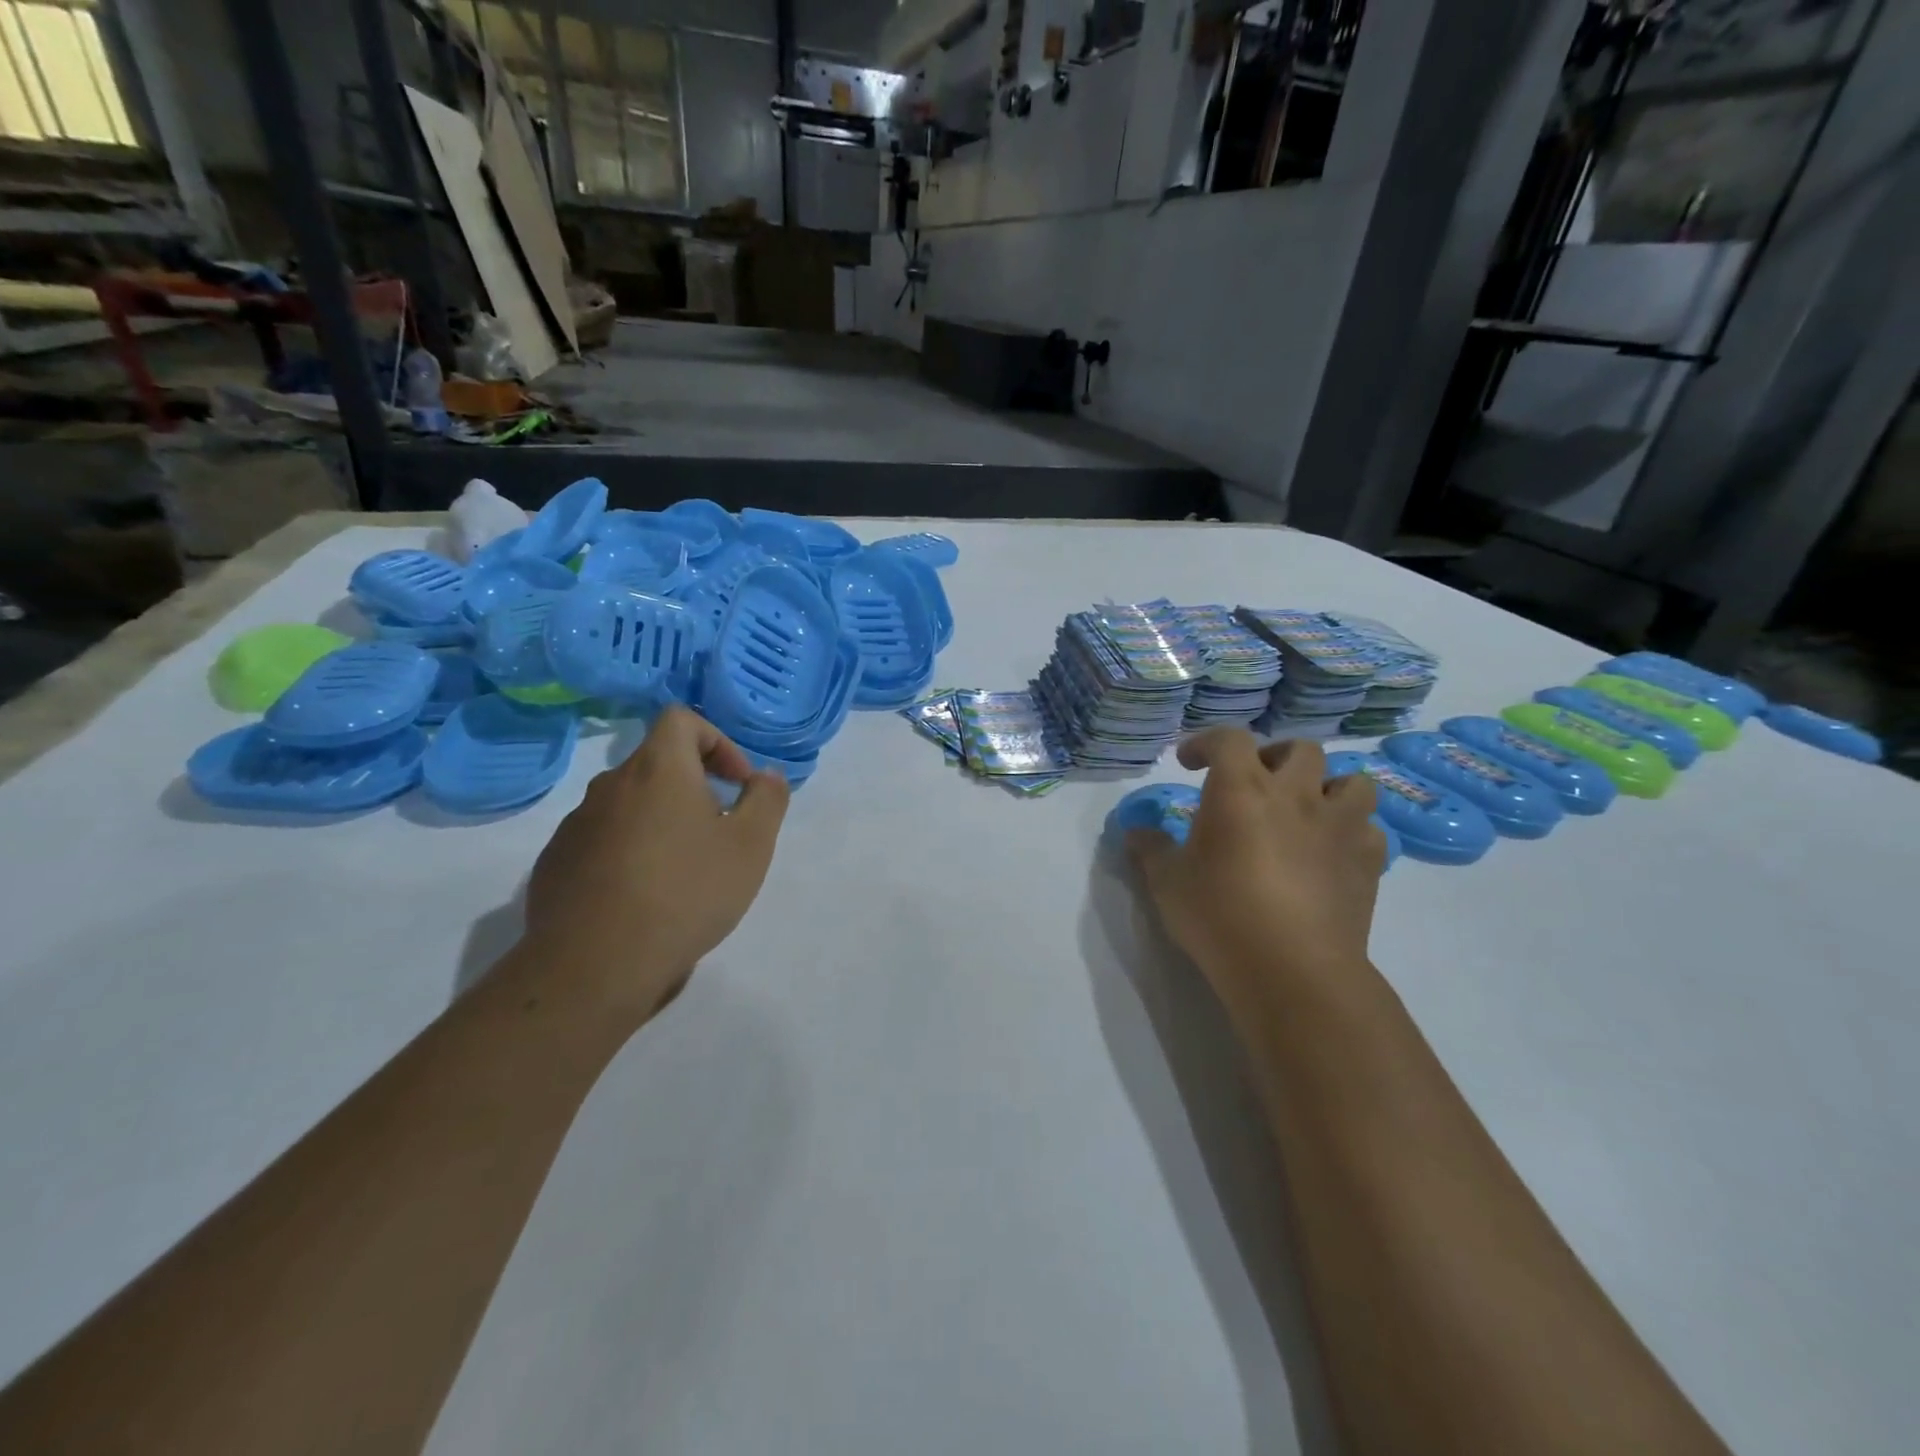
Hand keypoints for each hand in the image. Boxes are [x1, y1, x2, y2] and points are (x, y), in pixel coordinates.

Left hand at [523, 706, 789, 1022]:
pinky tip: (641, 898)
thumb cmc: (686, 892)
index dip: (716, 741)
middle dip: (692, 788)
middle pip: (656, 764)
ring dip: (658, 822)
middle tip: (717, 833)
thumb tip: (765, 776)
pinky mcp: (554, 863)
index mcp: (657, 769)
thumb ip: (767, 799)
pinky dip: (625, 852)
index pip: (681, 720)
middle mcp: (610, 785)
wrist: (596, 964)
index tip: (735, 785)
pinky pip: (600, 841)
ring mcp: (575, 825)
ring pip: (628, 805)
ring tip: (680, 872)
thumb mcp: (751, 846)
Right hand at [1127, 731, 1384, 1020]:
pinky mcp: (1367, 861)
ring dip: (1328, 787)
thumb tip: (1136, 832)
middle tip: (1256, 782)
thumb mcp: (1167, 882)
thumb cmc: (1219, 915)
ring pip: (1352, 781)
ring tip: (1307, 810)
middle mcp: (1295, 795)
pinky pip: (1369, 829)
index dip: (1207, 742)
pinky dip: (1351, 832)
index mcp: (1241, 789)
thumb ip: (1150, 849)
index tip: (1191, 763)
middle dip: (1275, 756)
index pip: (1229, 739)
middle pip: (1299, 748)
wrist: (1291, 969)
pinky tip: (1331, 852)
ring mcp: (1338, 826)